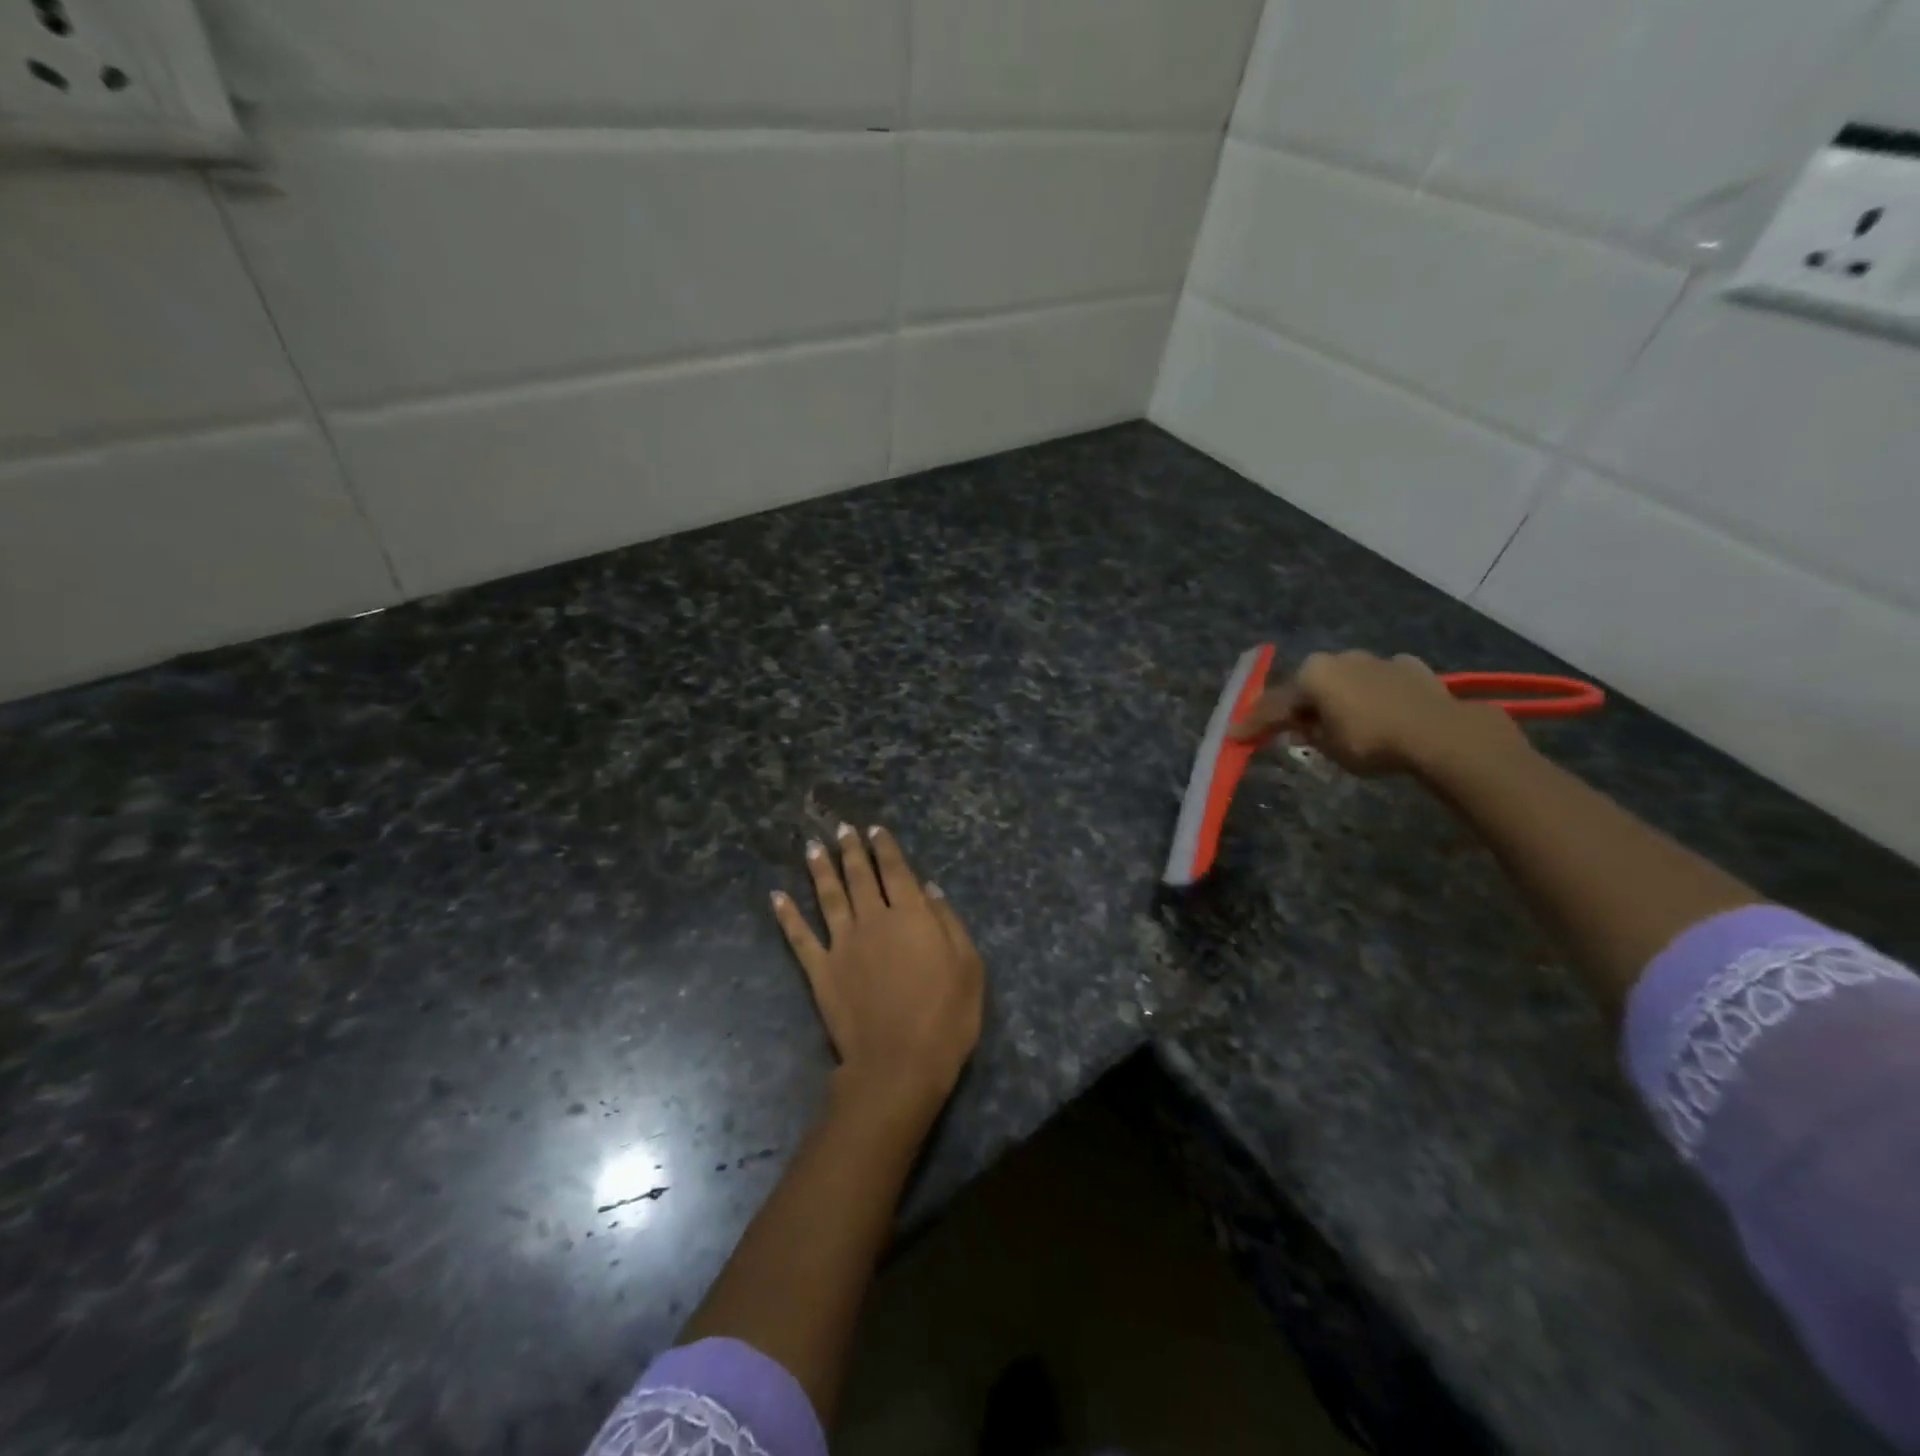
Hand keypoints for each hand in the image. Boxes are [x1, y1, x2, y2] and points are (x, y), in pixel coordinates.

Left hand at [772, 824, 985, 1125]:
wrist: (899, 1063)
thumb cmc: (945, 1016)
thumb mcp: (968, 966)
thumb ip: (948, 921)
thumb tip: (929, 887)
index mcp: (911, 915)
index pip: (896, 871)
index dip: (885, 847)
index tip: (874, 829)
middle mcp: (873, 919)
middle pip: (859, 876)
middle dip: (852, 850)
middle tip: (842, 829)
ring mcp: (842, 944)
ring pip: (828, 896)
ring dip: (820, 870)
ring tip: (813, 847)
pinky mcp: (820, 971)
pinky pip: (799, 937)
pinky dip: (786, 915)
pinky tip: (776, 897)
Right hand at [1230, 650, 1524, 776]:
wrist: (1439, 733)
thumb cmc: (1371, 742)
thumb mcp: (1327, 746)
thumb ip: (1307, 732)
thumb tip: (1302, 724)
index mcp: (1312, 675)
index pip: (1274, 704)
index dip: (1253, 723)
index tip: (1236, 736)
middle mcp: (1339, 658)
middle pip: (1309, 684)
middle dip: (1299, 704)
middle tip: (1290, 725)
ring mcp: (1376, 658)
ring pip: (1345, 679)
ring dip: (1337, 696)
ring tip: (1339, 718)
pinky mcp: (1409, 666)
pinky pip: (1379, 680)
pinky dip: (1373, 692)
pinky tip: (1380, 708)